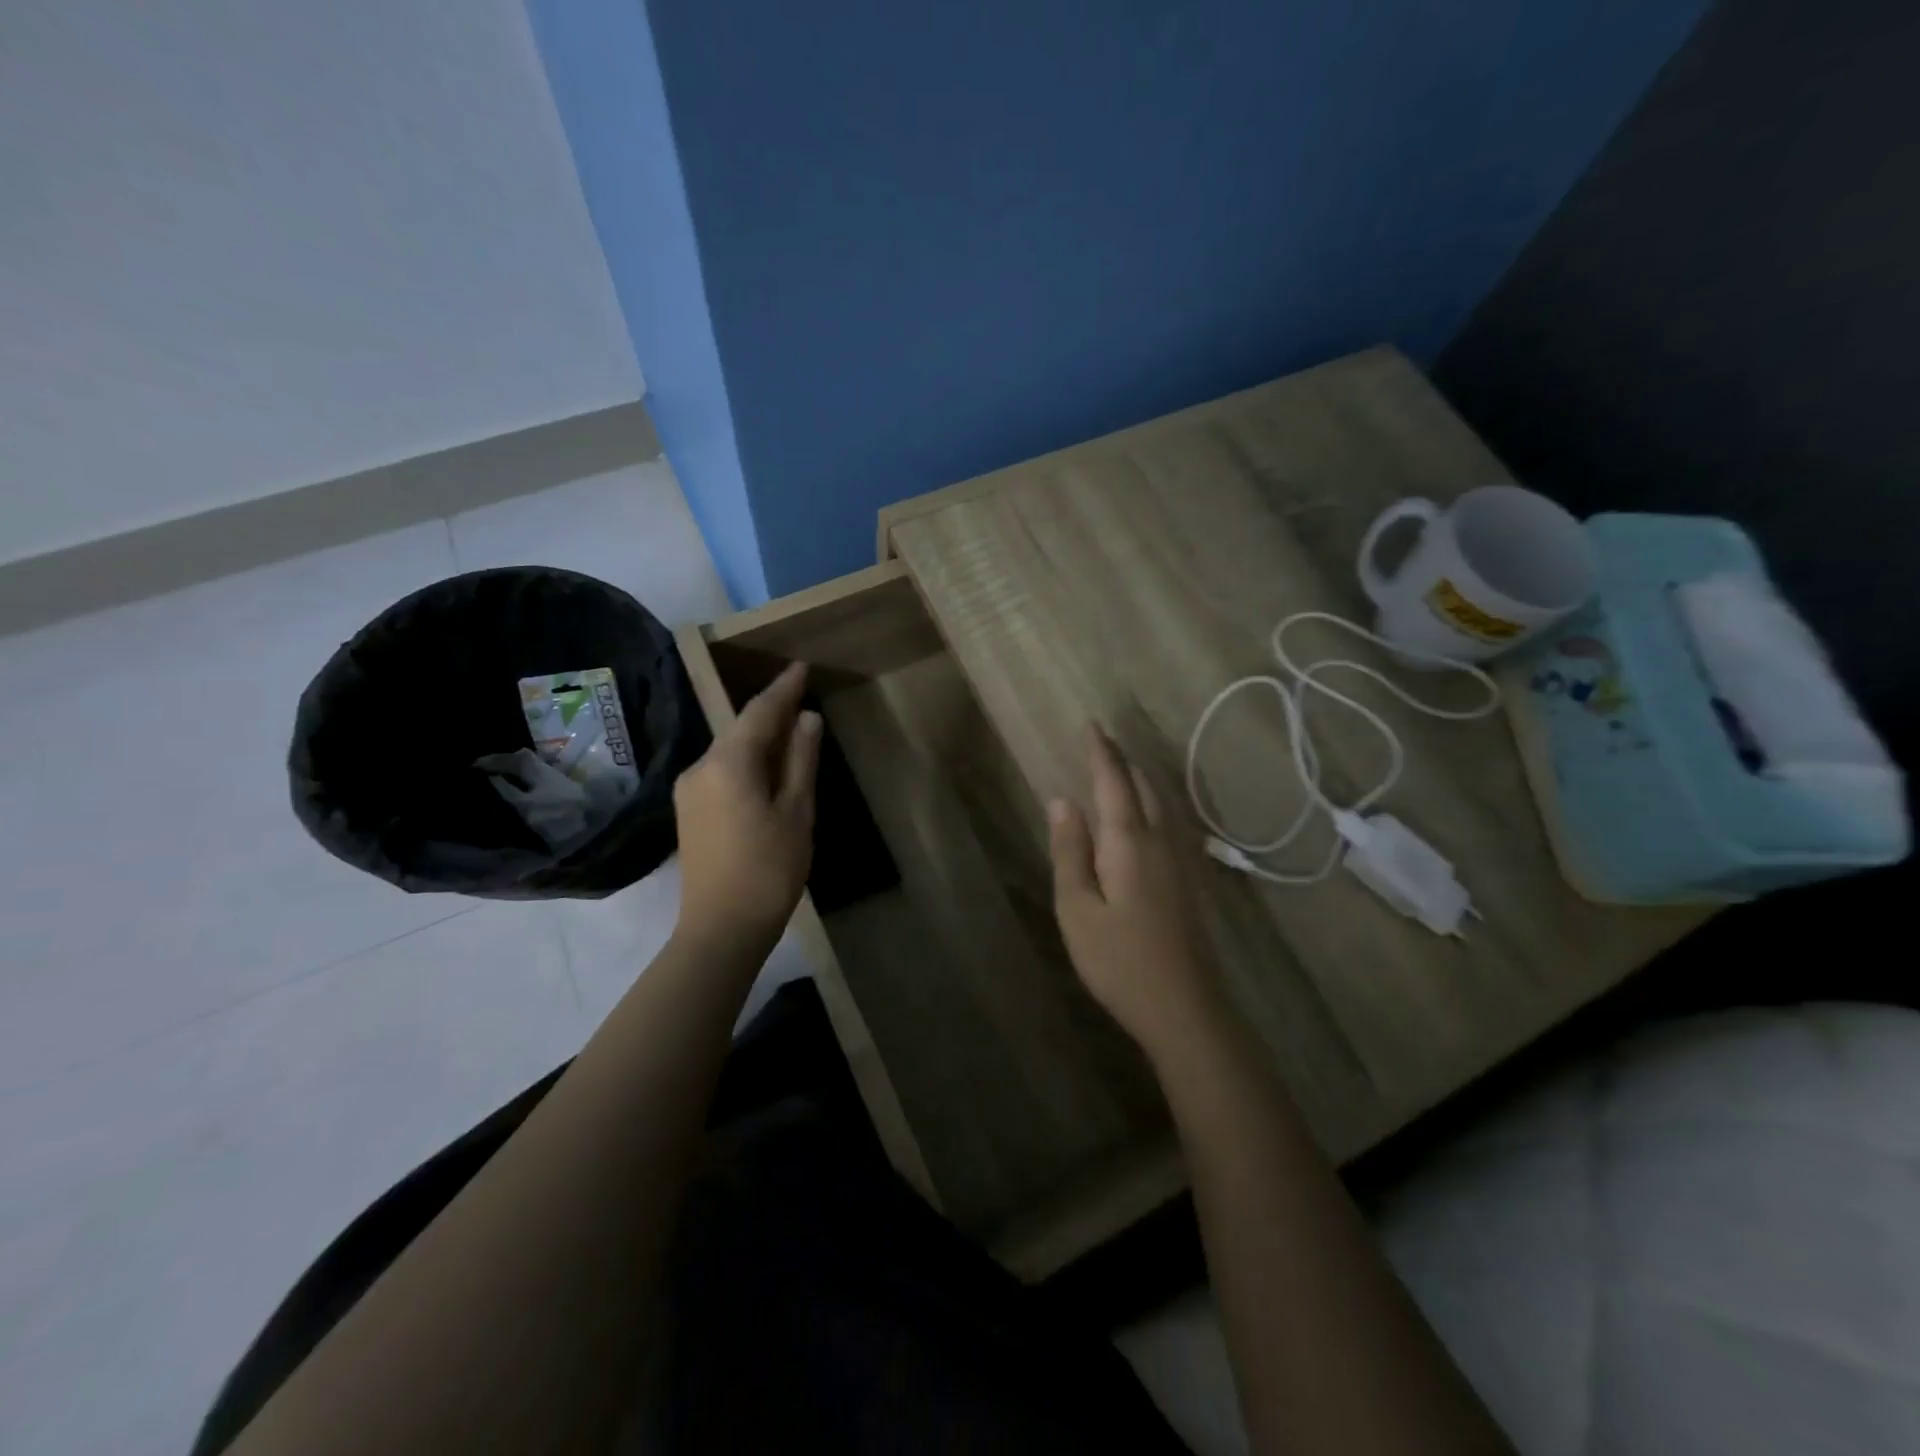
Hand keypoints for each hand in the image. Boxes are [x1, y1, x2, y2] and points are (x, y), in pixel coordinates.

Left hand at [673, 661, 821, 949]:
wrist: (720, 929)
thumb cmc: (769, 870)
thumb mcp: (796, 812)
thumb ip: (800, 761)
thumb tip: (807, 719)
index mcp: (728, 763)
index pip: (759, 712)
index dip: (783, 688)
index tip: (801, 665)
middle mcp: (700, 768)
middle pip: (740, 729)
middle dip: (771, 711)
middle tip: (801, 694)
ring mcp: (689, 791)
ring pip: (730, 751)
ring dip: (760, 738)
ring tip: (791, 730)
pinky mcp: (689, 812)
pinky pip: (722, 771)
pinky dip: (747, 761)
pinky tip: (767, 768)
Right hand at [1049, 726, 1225, 1060]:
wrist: (1186, 1008)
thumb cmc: (1120, 960)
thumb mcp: (1077, 908)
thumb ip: (1070, 851)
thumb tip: (1062, 801)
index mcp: (1129, 842)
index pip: (1113, 782)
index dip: (1100, 752)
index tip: (1090, 725)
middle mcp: (1161, 840)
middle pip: (1143, 786)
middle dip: (1121, 760)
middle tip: (1101, 741)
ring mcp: (1181, 860)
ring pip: (1161, 802)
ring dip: (1138, 778)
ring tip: (1120, 767)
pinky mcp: (1189, 880)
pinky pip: (1169, 821)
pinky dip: (1151, 802)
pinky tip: (1145, 814)